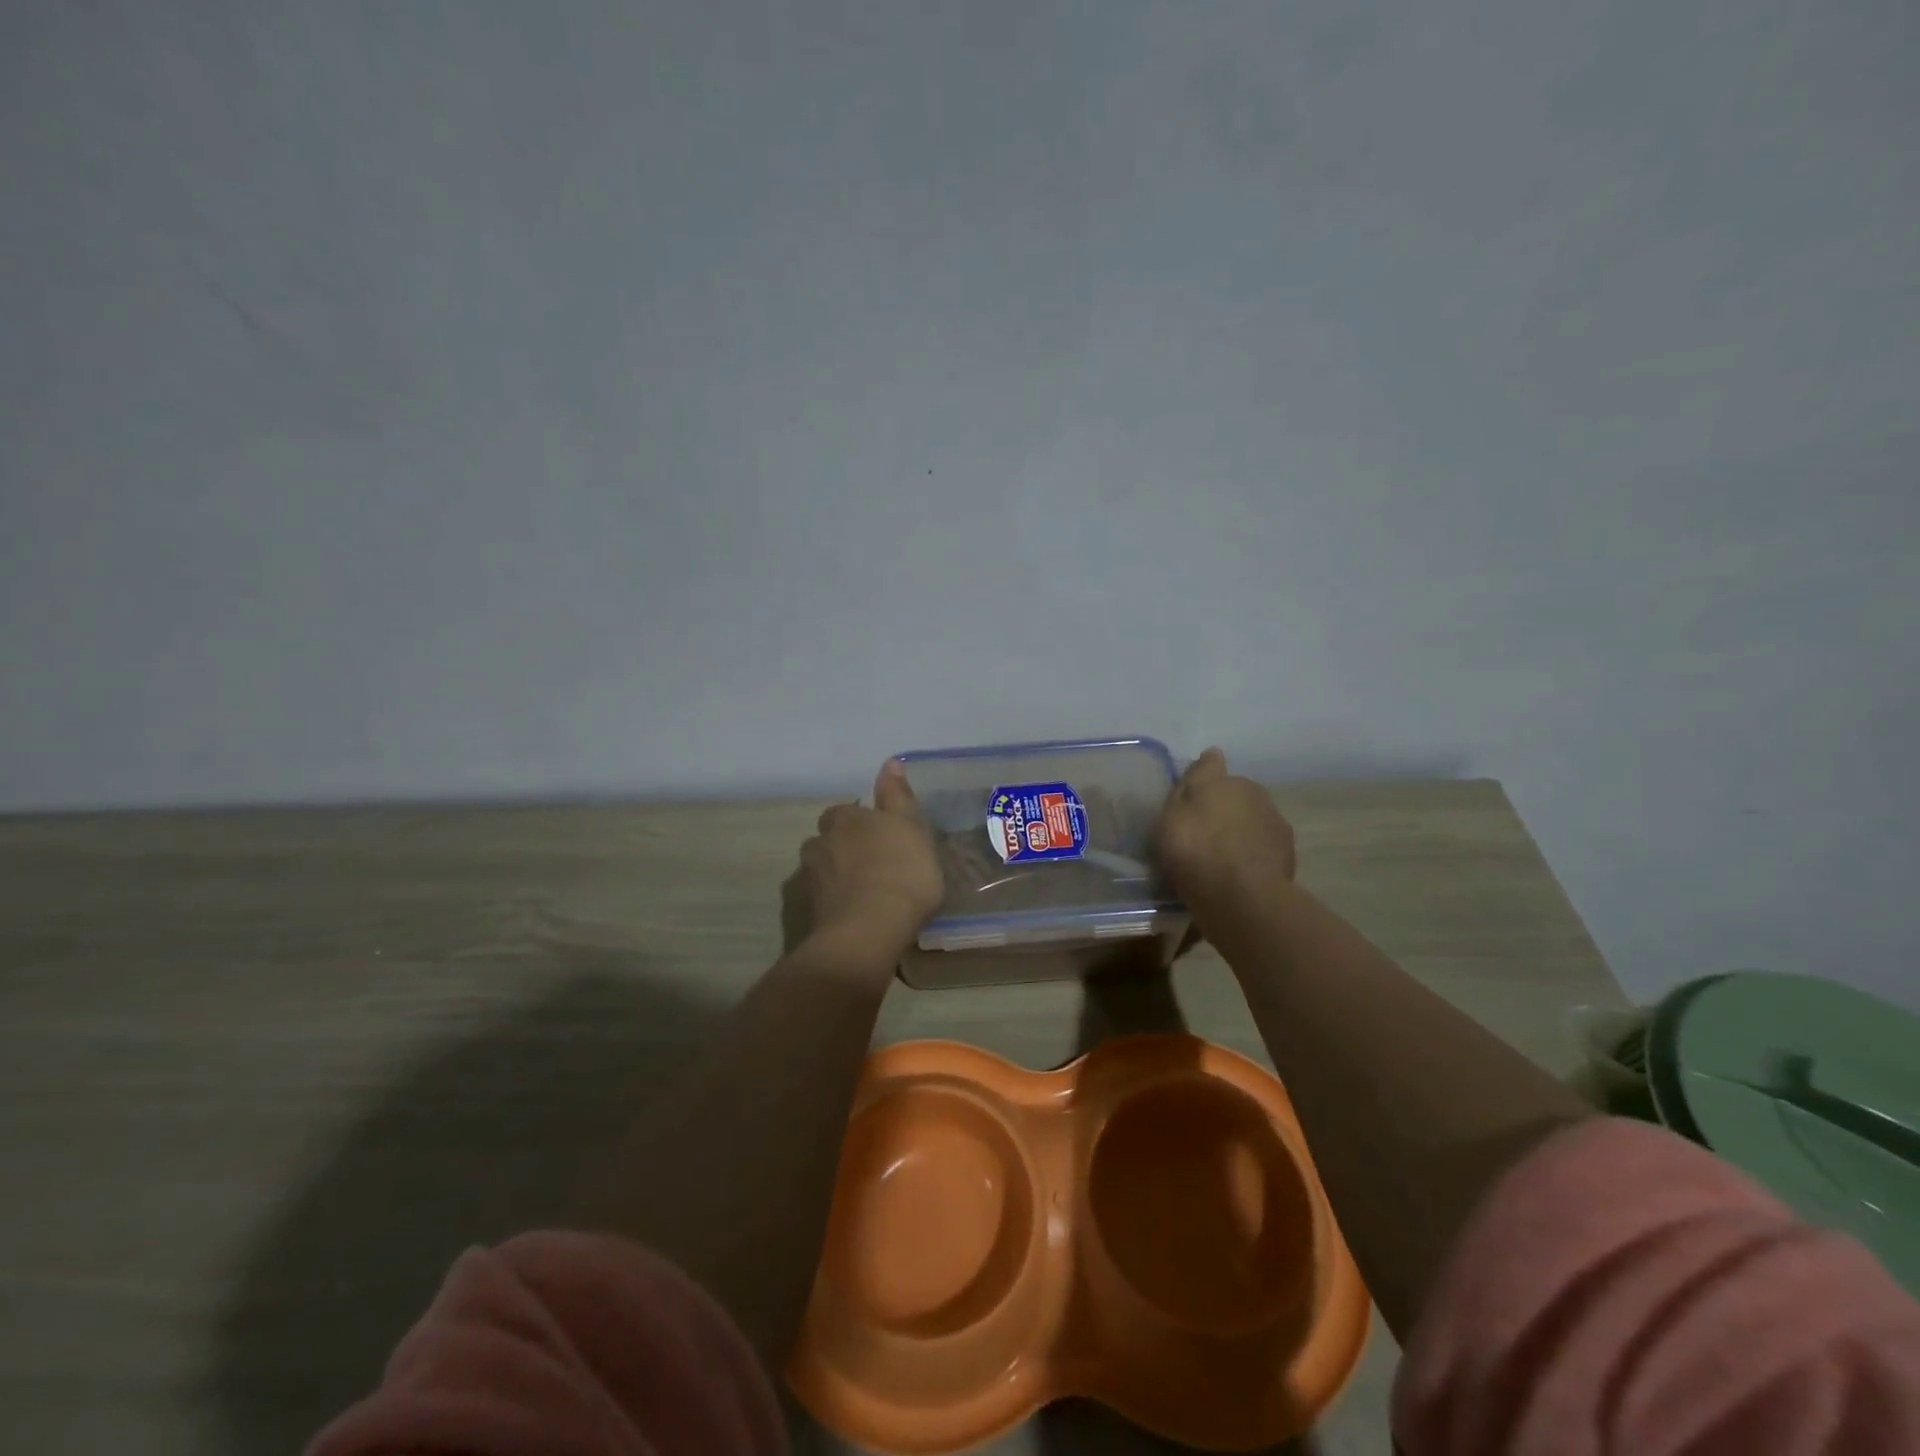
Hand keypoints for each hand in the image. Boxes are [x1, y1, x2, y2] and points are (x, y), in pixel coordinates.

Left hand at [786, 761, 943, 958]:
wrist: (868, 931)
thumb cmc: (901, 872)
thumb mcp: (911, 828)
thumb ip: (898, 796)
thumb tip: (890, 762)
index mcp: (845, 819)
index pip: (844, 811)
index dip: (860, 821)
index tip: (879, 835)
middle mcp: (820, 843)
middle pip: (827, 839)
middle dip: (842, 847)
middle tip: (870, 864)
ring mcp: (809, 880)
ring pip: (820, 870)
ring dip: (835, 876)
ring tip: (859, 892)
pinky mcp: (807, 914)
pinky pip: (820, 901)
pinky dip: (831, 903)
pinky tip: (849, 915)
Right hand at [1158, 748, 1296, 914]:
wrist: (1240, 896)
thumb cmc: (1196, 847)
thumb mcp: (1175, 811)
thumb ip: (1194, 782)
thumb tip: (1213, 753)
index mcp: (1229, 781)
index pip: (1214, 770)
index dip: (1202, 784)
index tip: (1190, 802)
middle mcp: (1256, 795)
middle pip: (1235, 798)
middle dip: (1222, 811)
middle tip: (1200, 836)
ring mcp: (1276, 826)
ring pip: (1251, 824)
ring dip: (1238, 835)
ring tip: (1219, 861)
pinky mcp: (1288, 857)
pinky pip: (1261, 851)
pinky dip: (1251, 858)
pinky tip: (1236, 877)